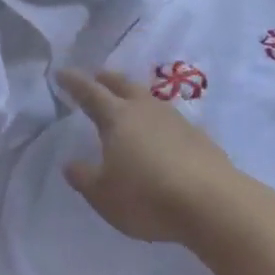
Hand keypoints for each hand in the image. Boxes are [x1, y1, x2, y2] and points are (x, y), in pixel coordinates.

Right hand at [57, 70, 237, 243]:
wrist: (212, 202)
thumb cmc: (147, 196)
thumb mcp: (104, 195)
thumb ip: (84, 177)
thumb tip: (70, 163)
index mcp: (117, 118)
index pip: (90, 93)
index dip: (74, 82)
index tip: (62, 72)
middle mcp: (145, 110)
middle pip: (123, 85)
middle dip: (107, 79)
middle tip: (97, 76)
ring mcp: (175, 120)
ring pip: (148, 98)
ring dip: (134, 95)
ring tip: (128, 101)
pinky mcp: (198, 136)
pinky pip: (169, 119)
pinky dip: (157, 120)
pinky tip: (160, 134)